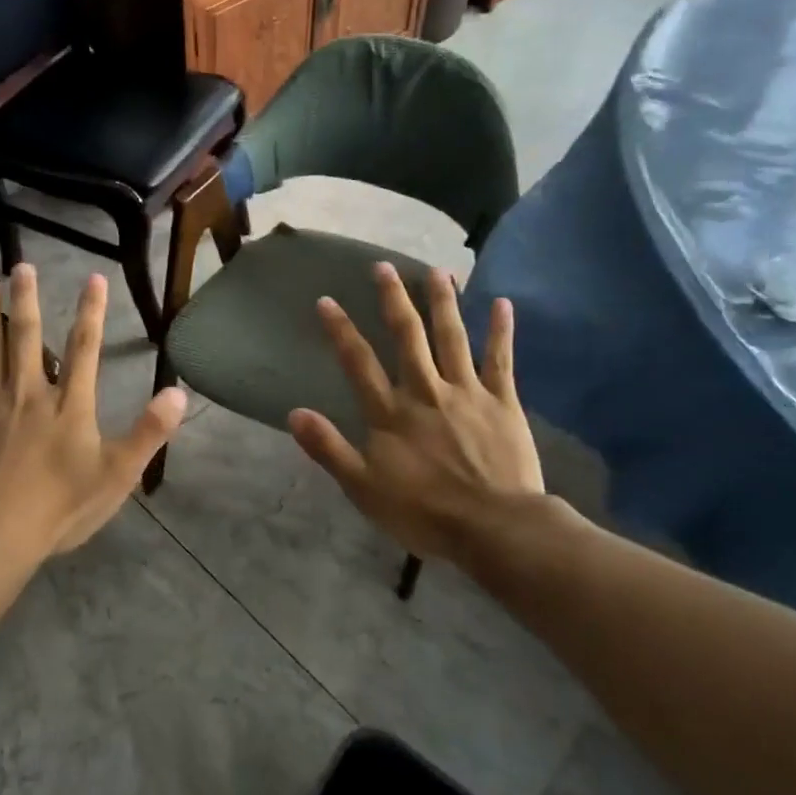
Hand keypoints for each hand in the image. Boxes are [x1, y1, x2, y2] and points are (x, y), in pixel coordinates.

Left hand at [0, 265, 186, 561]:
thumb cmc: (60, 507)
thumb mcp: (117, 474)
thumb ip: (149, 432)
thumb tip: (178, 392)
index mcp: (69, 404)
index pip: (84, 348)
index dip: (90, 311)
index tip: (93, 278)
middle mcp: (28, 393)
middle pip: (26, 337)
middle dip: (27, 299)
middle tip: (22, 265)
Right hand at [288, 263, 545, 568]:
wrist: (493, 527)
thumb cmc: (424, 512)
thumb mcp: (363, 488)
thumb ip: (329, 449)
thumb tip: (294, 414)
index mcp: (391, 413)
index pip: (359, 363)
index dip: (341, 330)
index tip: (326, 300)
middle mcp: (425, 391)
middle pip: (407, 337)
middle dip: (393, 299)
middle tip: (383, 267)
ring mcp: (466, 392)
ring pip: (452, 337)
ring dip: (443, 302)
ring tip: (438, 270)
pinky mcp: (502, 402)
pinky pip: (500, 359)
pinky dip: (501, 330)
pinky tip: (502, 303)